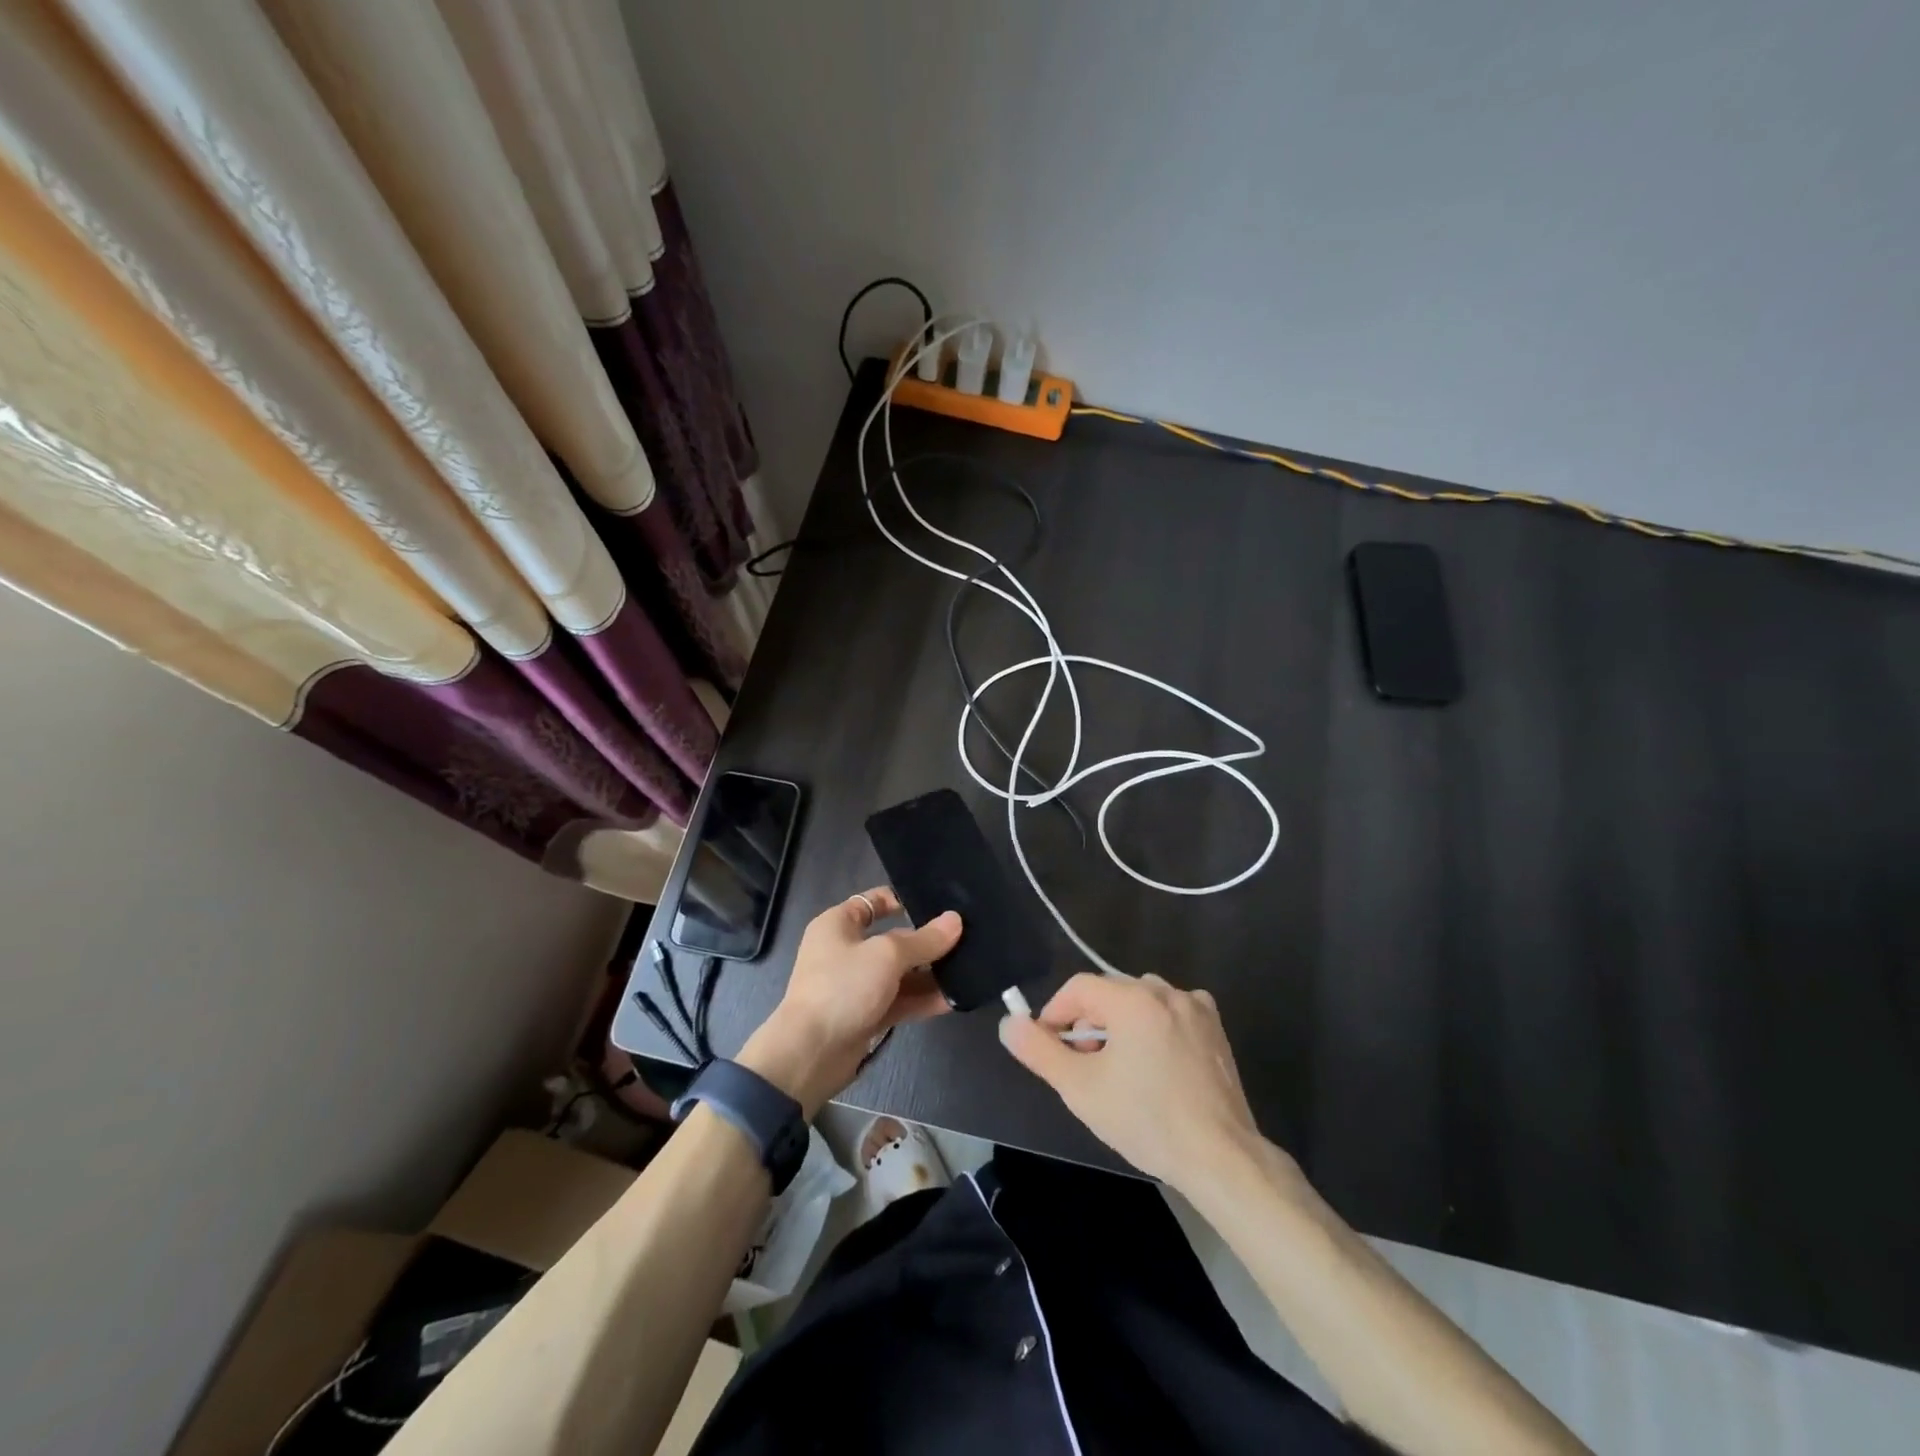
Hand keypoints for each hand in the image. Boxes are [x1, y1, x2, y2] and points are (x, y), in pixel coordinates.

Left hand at [739, 887, 960, 1115]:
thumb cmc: (843, 987)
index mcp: (838, 925)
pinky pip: (898, 1001)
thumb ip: (924, 940)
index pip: (872, 902)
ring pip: (898, 973)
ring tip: (966, 971)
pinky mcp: (865, 1016)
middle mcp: (846, 951)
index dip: (901, 900)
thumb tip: (955, 920)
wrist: (810, 1054)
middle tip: (965, 939)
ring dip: (928, 974)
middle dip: (925, 942)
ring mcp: (856, 986)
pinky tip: (952, 1000)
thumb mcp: (887, 955)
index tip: (936, 904)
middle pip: (892, 939)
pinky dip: (921, 1000)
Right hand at [999, 972, 1272, 1192]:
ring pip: (1140, 1001)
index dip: (1056, 1014)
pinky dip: (1155, 1026)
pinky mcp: (1215, 1028)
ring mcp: (1195, 1008)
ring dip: (1121, 1024)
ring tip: (1118, 1068)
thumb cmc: (1146, 1120)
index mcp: (1132, 999)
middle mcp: (1165, 991)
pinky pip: (1171, 1012)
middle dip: (1089, 1022)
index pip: (1078, 988)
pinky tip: (1156, 1060)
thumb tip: (1009, 1023)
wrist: (1220, 1157)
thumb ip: (1039, 1050)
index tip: (1051, 1049)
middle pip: (1110, 992)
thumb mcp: (1080, 1088)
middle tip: (1084, 1066)